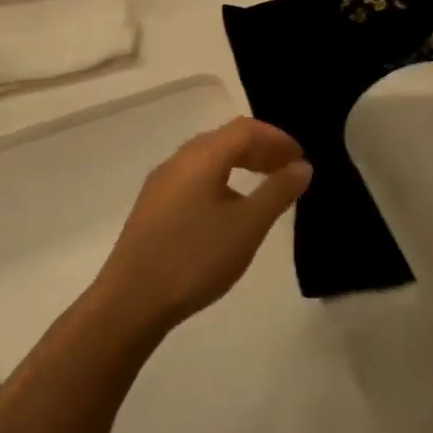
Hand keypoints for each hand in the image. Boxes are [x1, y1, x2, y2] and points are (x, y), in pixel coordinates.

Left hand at [93, 117, 311, 335]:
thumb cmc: (195, 258)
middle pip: (225, 139)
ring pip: (208, 158)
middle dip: (260, 148)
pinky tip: (229, 208)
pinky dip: (221, 179)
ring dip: (241, 163)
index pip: (246, 130)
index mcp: (202, 157)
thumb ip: (278, 191)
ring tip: (264, 186)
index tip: (301, 158)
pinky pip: (194, 177)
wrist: (130, 302)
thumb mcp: (248, 225)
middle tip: (287, 169)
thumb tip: (302, 166)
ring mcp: (161, 183)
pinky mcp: (153, 206)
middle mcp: (179, 160)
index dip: (278, 139)